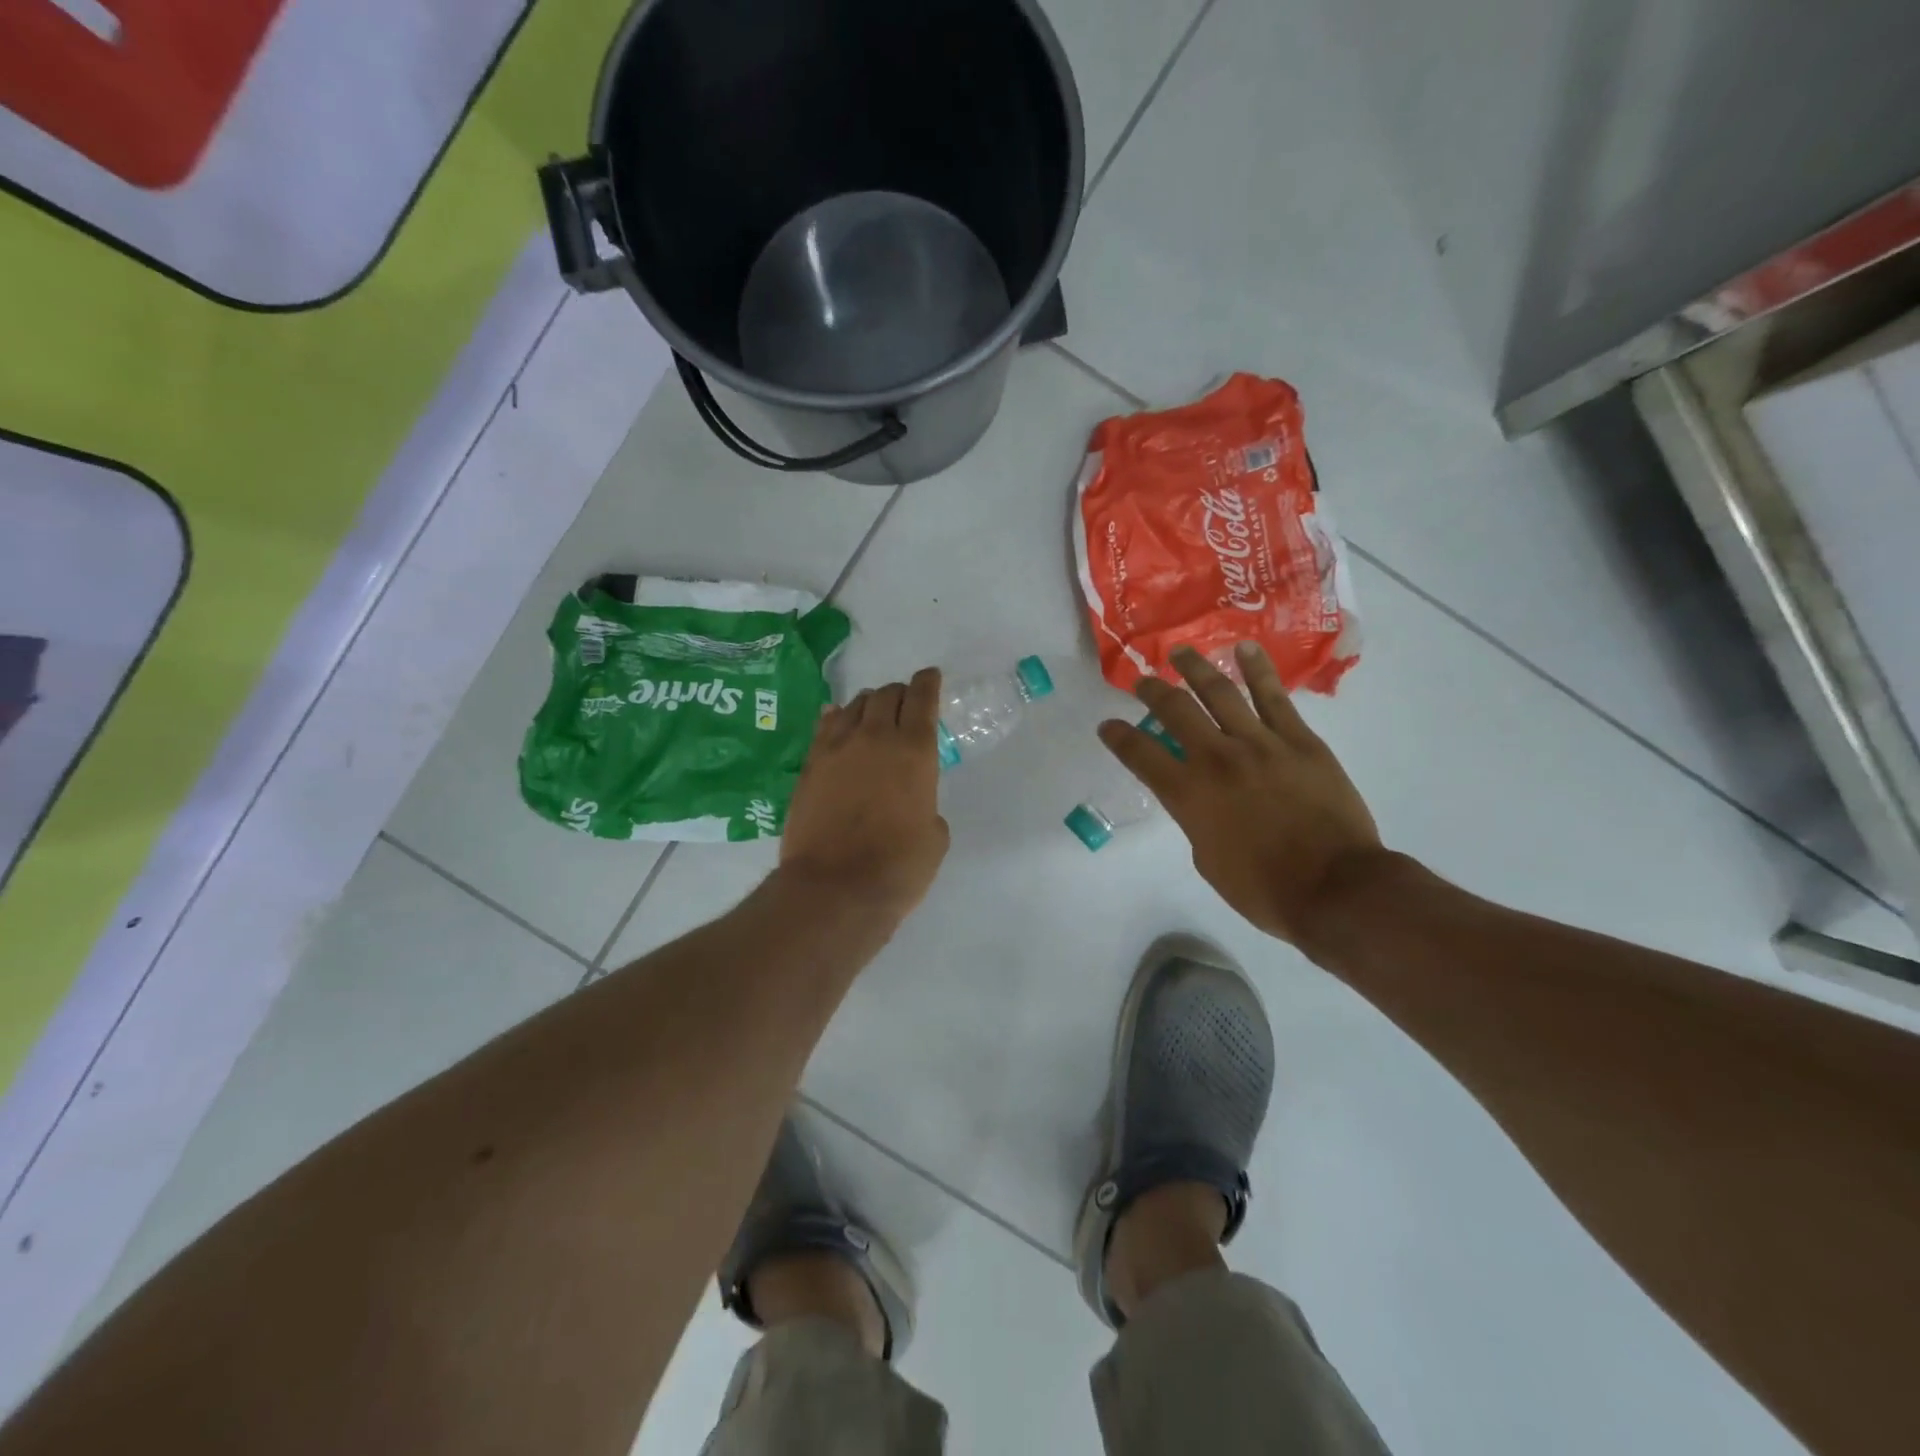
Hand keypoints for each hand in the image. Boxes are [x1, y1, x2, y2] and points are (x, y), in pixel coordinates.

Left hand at [780, 669, 950, 923]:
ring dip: (870, 704)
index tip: (930, 678)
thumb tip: (914, 805)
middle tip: (905, 705)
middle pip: (887, 694)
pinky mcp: (810, 765)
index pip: (922, 698)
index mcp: (915, 751)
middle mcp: (875, 738)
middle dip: (900, 693)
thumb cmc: (897, 868)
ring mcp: (837, 748)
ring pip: (855, 705)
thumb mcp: (934, 838)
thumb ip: (927, 807)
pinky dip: (838, 718)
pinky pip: (825, 726)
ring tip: (873, 716)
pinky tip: (839, 722)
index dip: (928, 682)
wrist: (833, 889)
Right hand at [1099, 643, 1388, 947]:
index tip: (1107, 725)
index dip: (1118, 736)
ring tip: (1181, 653)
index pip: (1140, 754)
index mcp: (1188, 794)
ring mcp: (1260, 744)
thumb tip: (1201, 798)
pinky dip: (1257, 670)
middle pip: (1175, 711)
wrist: (1335, 888)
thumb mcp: (1207, 859)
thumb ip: (1196, 819)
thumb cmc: (1264, 888)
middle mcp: (1216, 759)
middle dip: (1152, 692)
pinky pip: (1274, 697)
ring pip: (1220, 693)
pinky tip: (1244, 649)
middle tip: (1142, 681)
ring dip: (1195, 669)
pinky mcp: (1299, 740)